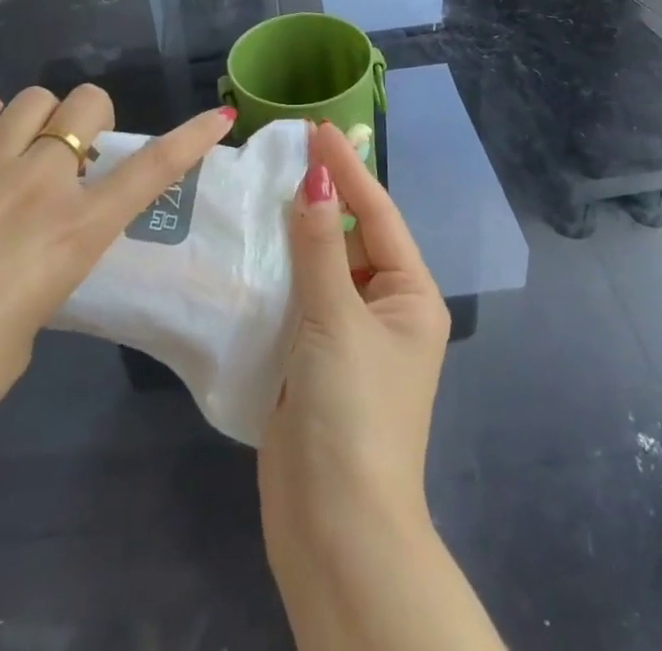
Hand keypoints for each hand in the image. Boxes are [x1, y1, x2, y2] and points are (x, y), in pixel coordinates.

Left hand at [0, 81, 234, 506]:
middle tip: (72, 155)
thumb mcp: (28, 330)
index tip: (217, 117)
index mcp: (74, 233)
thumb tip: (27, 251)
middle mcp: (37, 185)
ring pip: (32, 98)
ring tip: (19, 144)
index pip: (152, 170)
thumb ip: (43, 272)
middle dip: (91, 121)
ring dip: (39, 117)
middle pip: (88, 105)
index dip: (190, 140)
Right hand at [259, 121, 451, 568]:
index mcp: (411, 296)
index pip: (377, 214)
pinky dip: (278, 271)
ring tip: (263, 185)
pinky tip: (250, 245)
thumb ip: (320, 246)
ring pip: (321, 266)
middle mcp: (386, 310)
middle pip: (351, 237)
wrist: (334, 530)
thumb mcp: (336, 319)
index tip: (317, 129)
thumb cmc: (351, 412)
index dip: (348, 169)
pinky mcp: (314, 360)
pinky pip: (298, 299)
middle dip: (321, 196)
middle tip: (284, 152)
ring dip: (296, 232)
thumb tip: (315, 180)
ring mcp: (349, 337)